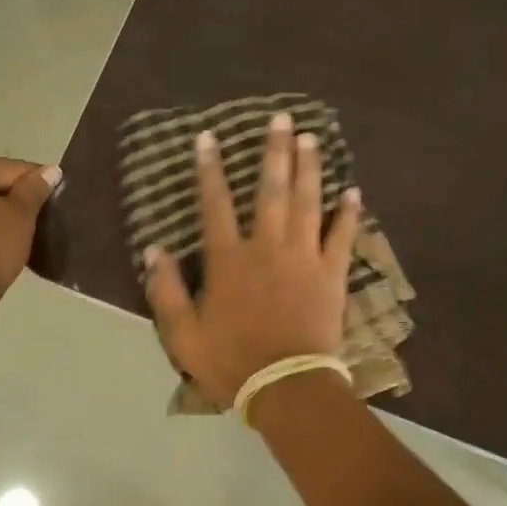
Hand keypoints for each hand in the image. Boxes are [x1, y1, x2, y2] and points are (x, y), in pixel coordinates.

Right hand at [144, 112, 361, 406]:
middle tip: (281, 119)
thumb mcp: (182, 334)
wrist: (286, 386)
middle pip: (270, 190)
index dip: (209, 170)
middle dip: (274, 152)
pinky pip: (342, 237)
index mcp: (228, 260)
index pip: (214, 204)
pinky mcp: (332, 275)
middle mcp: (267, 247)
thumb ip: (165, 290)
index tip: (209, 138)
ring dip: (309, 168)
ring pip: (307, 203)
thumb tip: (153, 250)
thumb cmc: (231, 361)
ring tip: (311, 138)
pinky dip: (349, 213)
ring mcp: (304, 258)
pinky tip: (353, 191)